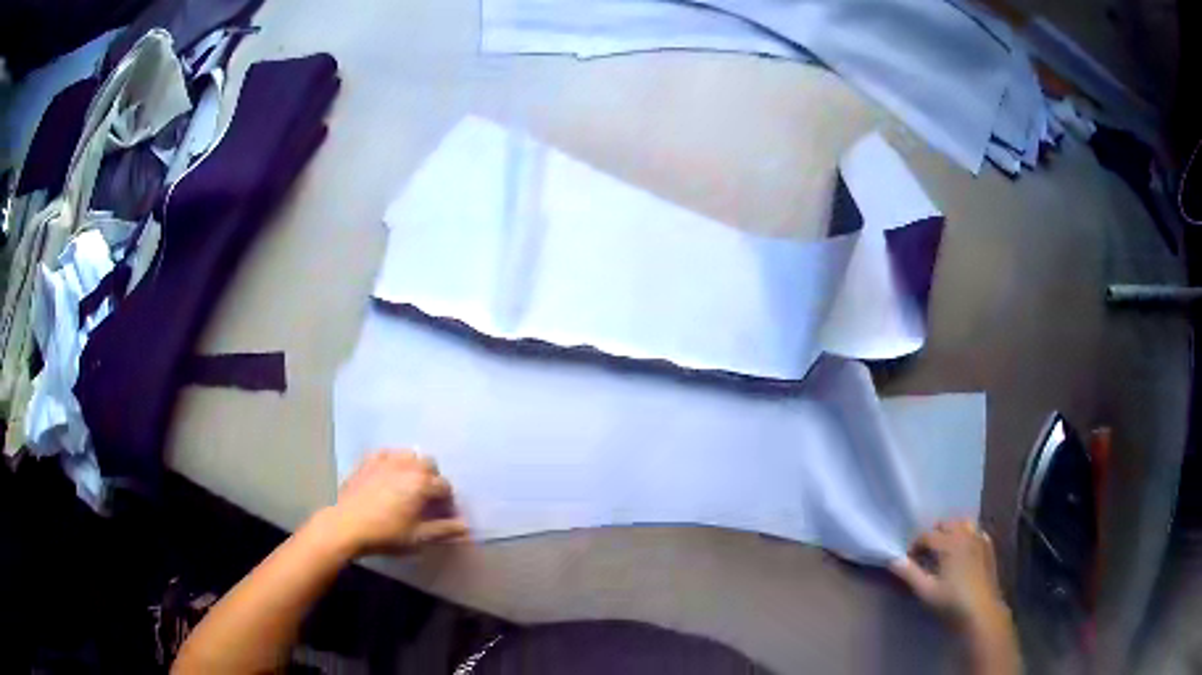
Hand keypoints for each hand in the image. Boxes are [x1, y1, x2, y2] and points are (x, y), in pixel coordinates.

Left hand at [320, 450, 467, 557]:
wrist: (347, 526)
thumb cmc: (386, 534)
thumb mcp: (419, 537)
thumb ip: (445, 530)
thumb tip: (466, 526)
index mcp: (422, 483)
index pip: (445, 487)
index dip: (447, 502)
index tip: (442, 515)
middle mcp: (407, 465)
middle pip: (430, 465)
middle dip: (433, 480)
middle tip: (426, 500)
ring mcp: (386, 460)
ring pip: (410, 455)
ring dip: (414, 467)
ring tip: (408, 486)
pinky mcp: (368, 460)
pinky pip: (387, 454)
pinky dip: (393, 462)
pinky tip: (389, 476)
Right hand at [890, 520, 1006, 629]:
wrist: (981, 609)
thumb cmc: (952, 601)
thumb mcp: (926, 591)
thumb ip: (910, 574)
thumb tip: (893, 560)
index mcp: (949, 543)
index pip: (926, 535)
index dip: (915, 545)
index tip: (909, 560)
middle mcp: (965, 534)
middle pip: (945, 524)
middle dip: (933, 534)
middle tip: (926, 554)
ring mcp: (979, 538)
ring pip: (963, 523)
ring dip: (951, 531)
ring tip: (945, 548)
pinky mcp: (988, 546)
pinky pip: (976, 531)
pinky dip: (967, 535)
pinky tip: (963, 550)